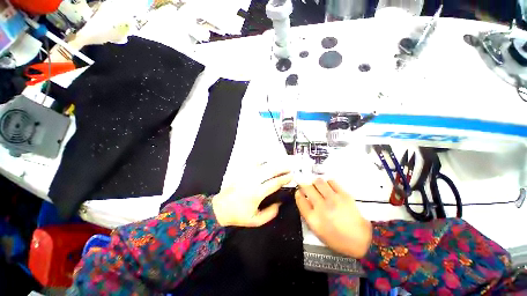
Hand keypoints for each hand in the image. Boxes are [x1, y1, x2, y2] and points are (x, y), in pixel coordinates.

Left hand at [212, 161, 292, 226]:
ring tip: (281, 164)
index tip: (291, 176)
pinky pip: (253, 164)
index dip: (284, 179)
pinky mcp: (242, 173)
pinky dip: (261, 161)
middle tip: (289, 168)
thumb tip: (279, 203)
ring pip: (262, 165)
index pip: (274, 183)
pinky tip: (266, 161)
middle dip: (281, 168)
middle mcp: (252, 181)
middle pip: (269, 170)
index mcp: (257, 193)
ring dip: (273, 164)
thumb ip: (270, 213)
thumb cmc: (238, 215)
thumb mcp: (256, 220)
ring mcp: (246, 175)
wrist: (220, 208)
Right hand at [295, 179, 371, 257]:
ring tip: (317, 186)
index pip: (300, 199)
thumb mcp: (317, 231)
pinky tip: (328, 187)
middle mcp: (321, 207)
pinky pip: (331, 181)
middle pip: (307, 187)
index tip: (299, 192)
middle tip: (305, 185)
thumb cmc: (338, 238)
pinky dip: (327, 182)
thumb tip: (303, 199)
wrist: (361, 240)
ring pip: (318, 181)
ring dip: (315, 182)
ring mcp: (333, 199)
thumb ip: (307, 214)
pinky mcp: (344, 195)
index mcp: (313, 219)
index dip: (298, 193)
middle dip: (304, 184)